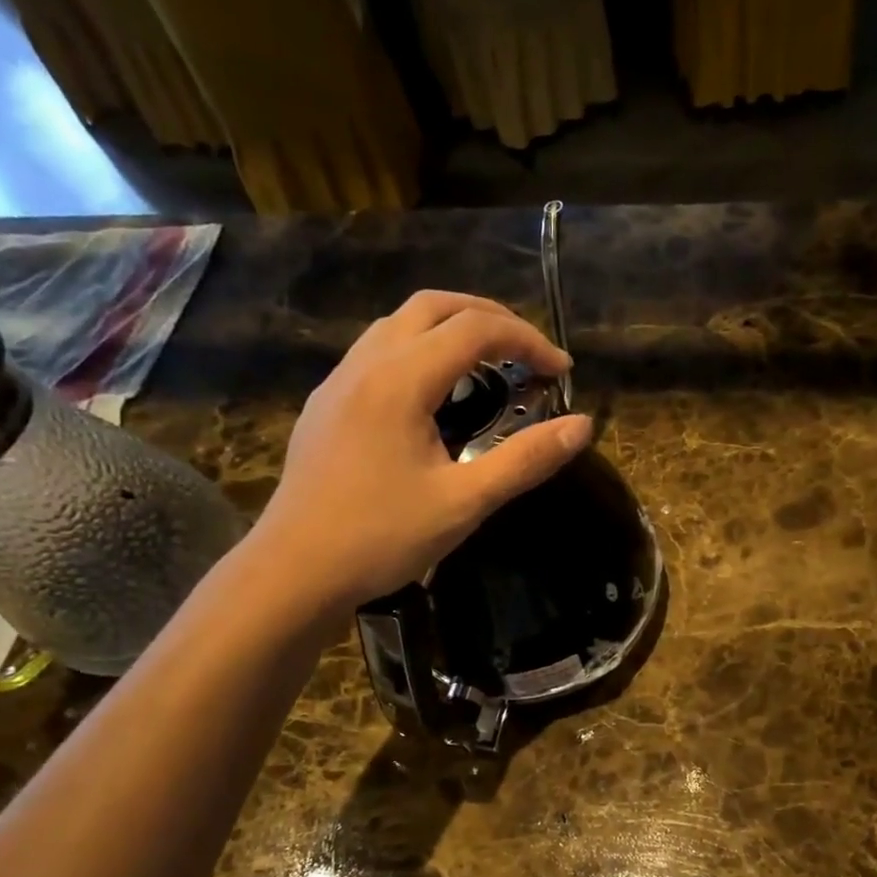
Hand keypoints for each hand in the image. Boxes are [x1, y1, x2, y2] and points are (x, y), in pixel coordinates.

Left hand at [250, 290, 592, 615]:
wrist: (295, 570)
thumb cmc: (381, 537)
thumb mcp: (464, 503)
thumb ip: (525, 460)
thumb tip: (581, 427)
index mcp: (399, 380)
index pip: (475, 329)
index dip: (527, 340)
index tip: (561, 372)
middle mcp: (366, 365)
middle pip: (433, 306)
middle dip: (489, 317)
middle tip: (527, 353)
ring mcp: (339, 382)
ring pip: (399, 324)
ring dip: (450, 329)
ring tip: (486, 367)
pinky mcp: (326, 405)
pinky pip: (378, 352)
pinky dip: (419, 351)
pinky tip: (433, 397)